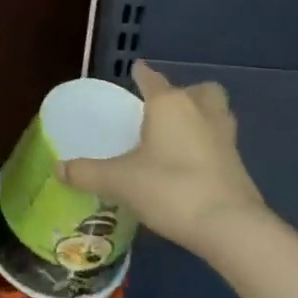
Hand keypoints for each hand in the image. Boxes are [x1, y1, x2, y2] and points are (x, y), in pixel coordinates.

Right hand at [60, 62, 265, 255]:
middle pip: (199, 90)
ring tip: (181, 134)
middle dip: (185, 93)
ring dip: (203, 116)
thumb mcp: (119, 181)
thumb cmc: (170, 188)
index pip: (152, 79)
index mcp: (169, 105)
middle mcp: (200, 112)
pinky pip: (222, 142)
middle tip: (164, 109)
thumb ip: (87, 173)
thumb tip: (58, 169)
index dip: (142, 73)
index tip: (135, 70)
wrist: (229, 227)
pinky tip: (192, 164)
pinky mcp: (239, 165)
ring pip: (218, 113)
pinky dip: (209, 146)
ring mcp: (225, 138)